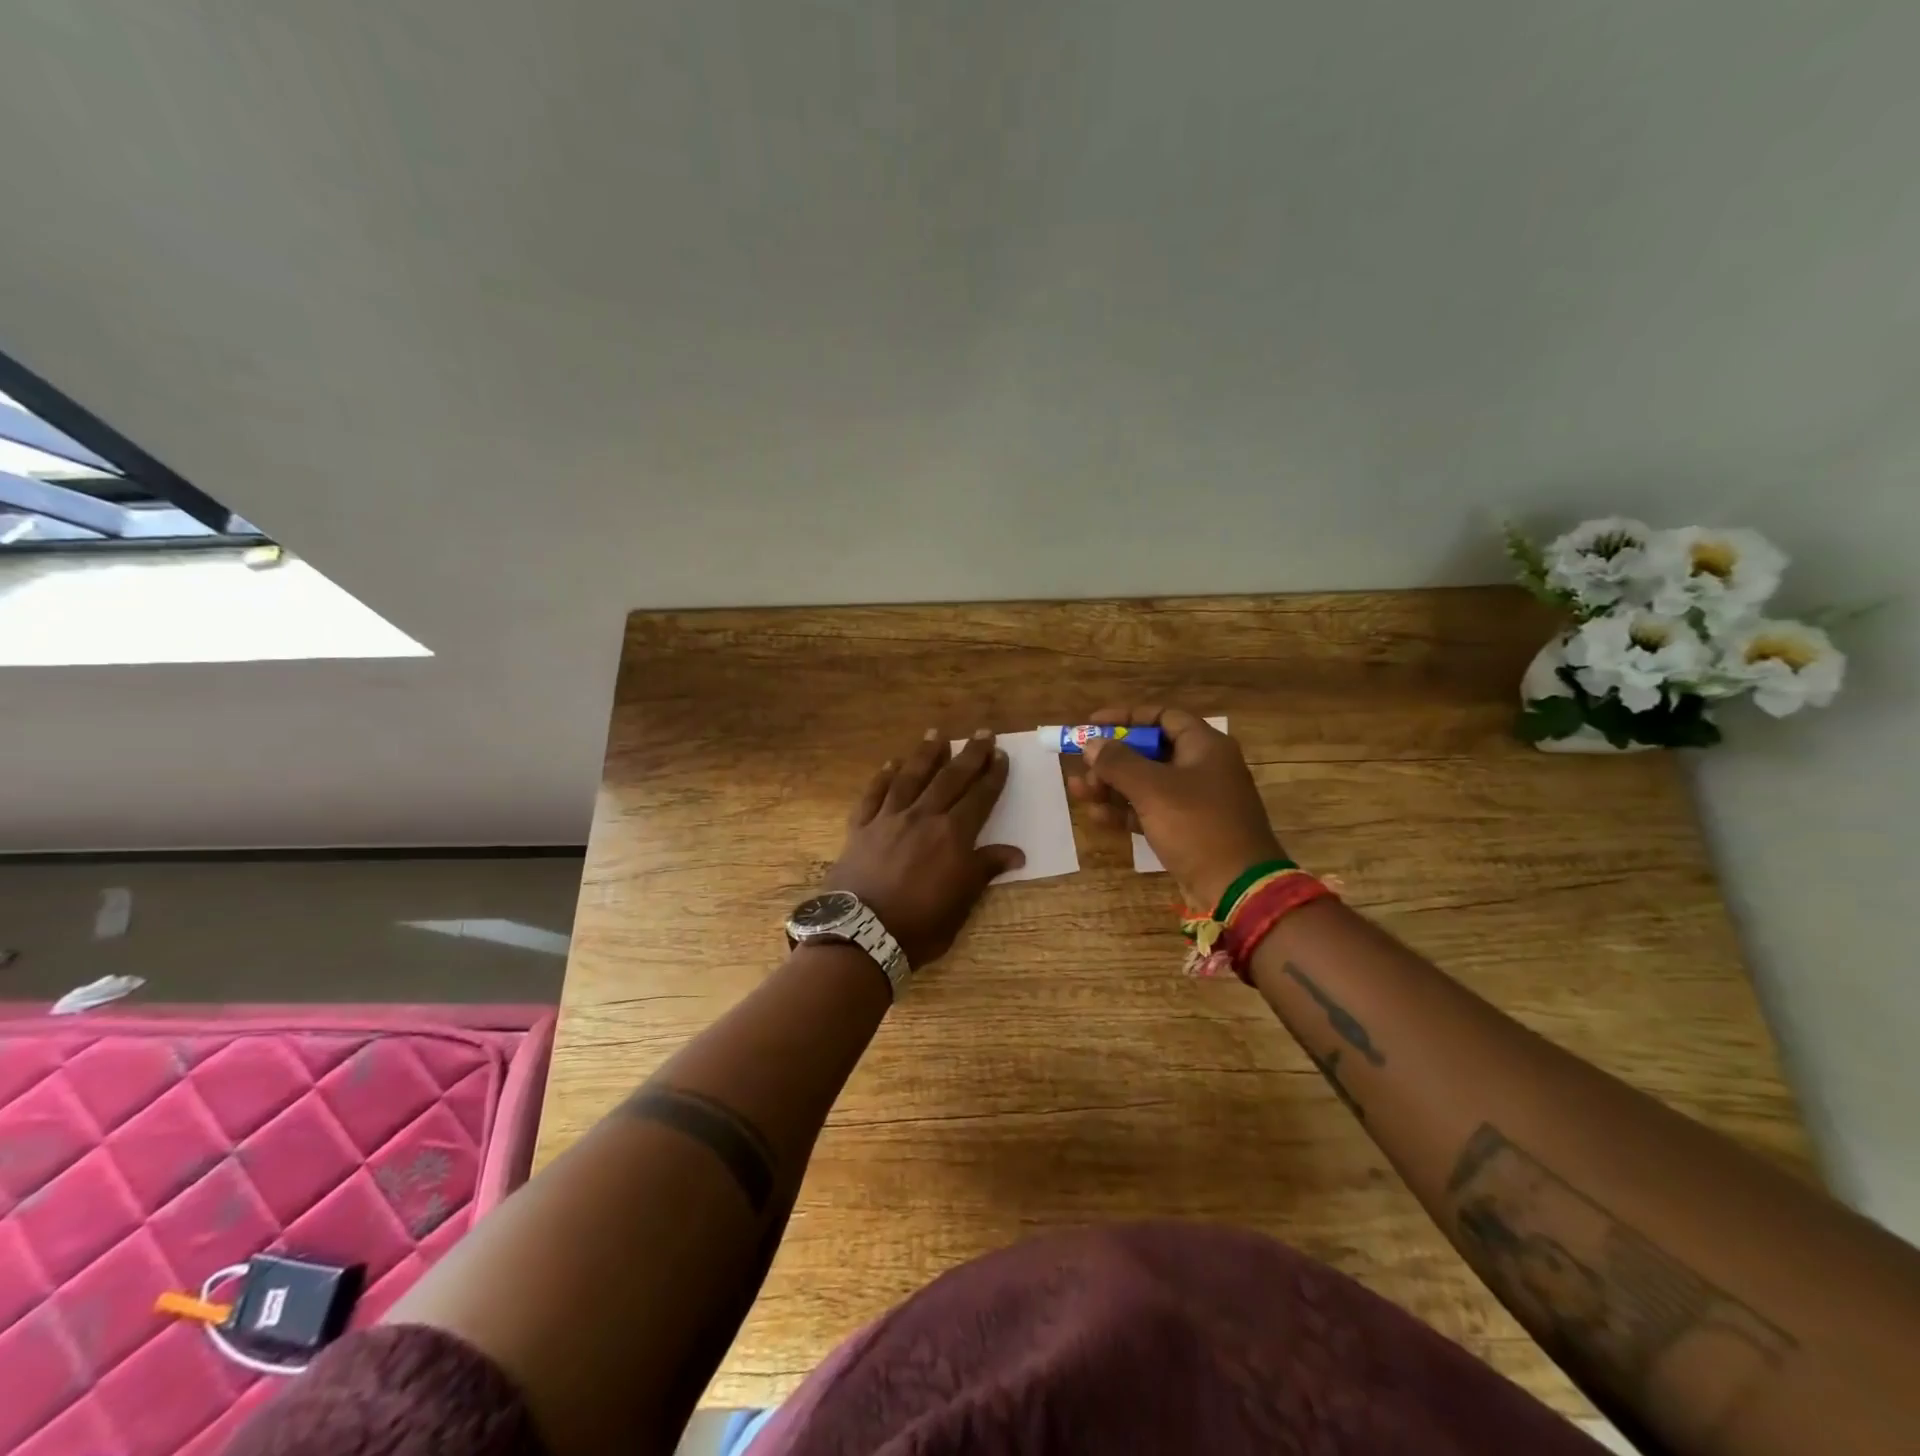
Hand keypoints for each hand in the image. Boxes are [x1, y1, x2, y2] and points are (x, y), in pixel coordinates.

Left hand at [824, 728, 1023, 967]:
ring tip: (937, 734)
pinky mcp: (861, 828)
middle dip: (969, 755)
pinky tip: (891, 763)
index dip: (993, 776)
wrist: (861, 934)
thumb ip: (984, 870)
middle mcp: (923, 817)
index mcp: (953, 835)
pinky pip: (874, 794)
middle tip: (981, 733)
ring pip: (911, 777)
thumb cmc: (919, 925)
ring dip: (926, 754)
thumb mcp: (961, 903)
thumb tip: (1016, 852)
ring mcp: (889, 819)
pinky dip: (883, 777)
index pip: (980, 798)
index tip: (1001, 755)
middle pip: (950, 779)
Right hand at [1065, 706, 1284, 910]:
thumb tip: (1091, 744)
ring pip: (1146, 783)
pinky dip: (1125, 810)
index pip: (1162, 716)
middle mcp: (1202, 767)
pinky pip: (1150, 810)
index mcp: (1205, 746)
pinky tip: (1097, 816)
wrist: (1237, 888)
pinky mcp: (1188, 829)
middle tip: (1083, 767)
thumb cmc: (1197, 826)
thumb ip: (1118, 762)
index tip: (1092, 725)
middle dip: (1112, 759)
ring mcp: (1196, 800)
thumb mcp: (1152, 789)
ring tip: (1079, 792)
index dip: (1126, 717)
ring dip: (1111, 785)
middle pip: (1149, 751)